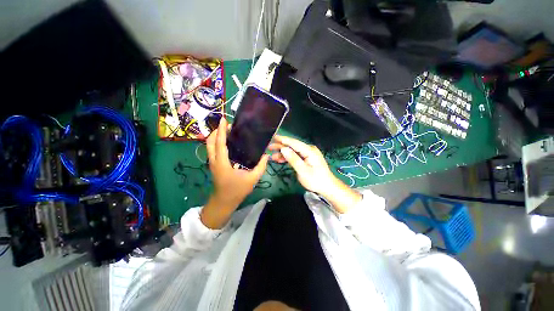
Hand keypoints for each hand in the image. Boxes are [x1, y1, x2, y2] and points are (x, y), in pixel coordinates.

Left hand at [201, 118, 268, 227]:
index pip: (220, 143)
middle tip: (228, 126)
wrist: (223, 202)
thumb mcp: (252, 179)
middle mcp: (214, 160)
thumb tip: (266, 155)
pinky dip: (217, 143)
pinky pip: (212, 150)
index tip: (223, 119)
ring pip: (209, 145)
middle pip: (210, 141)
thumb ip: (261, 167)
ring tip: (227, 132)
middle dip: (216, 131)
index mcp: (222, 163)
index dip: (221, 130)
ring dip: (216, 136)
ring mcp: (212, 163)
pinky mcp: (214, 165)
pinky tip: (227, 143)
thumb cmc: (237, 191)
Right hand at [268, 135, 360, 212]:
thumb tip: (283, 149)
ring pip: (293, 151)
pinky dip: (288, 158)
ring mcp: (308, 154)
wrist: (327, 187)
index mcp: (309, 150)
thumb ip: (293, 159)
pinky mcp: (307, 158)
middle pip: (293, 146)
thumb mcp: (303, 171)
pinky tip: (280, 159)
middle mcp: (309, 149)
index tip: (273, 137)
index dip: (283, 140)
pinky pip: (296, 155)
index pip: (294, 143)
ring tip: (272, 156)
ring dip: (283, 153)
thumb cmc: (316, 180)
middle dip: (281, 147)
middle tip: (269, 148)